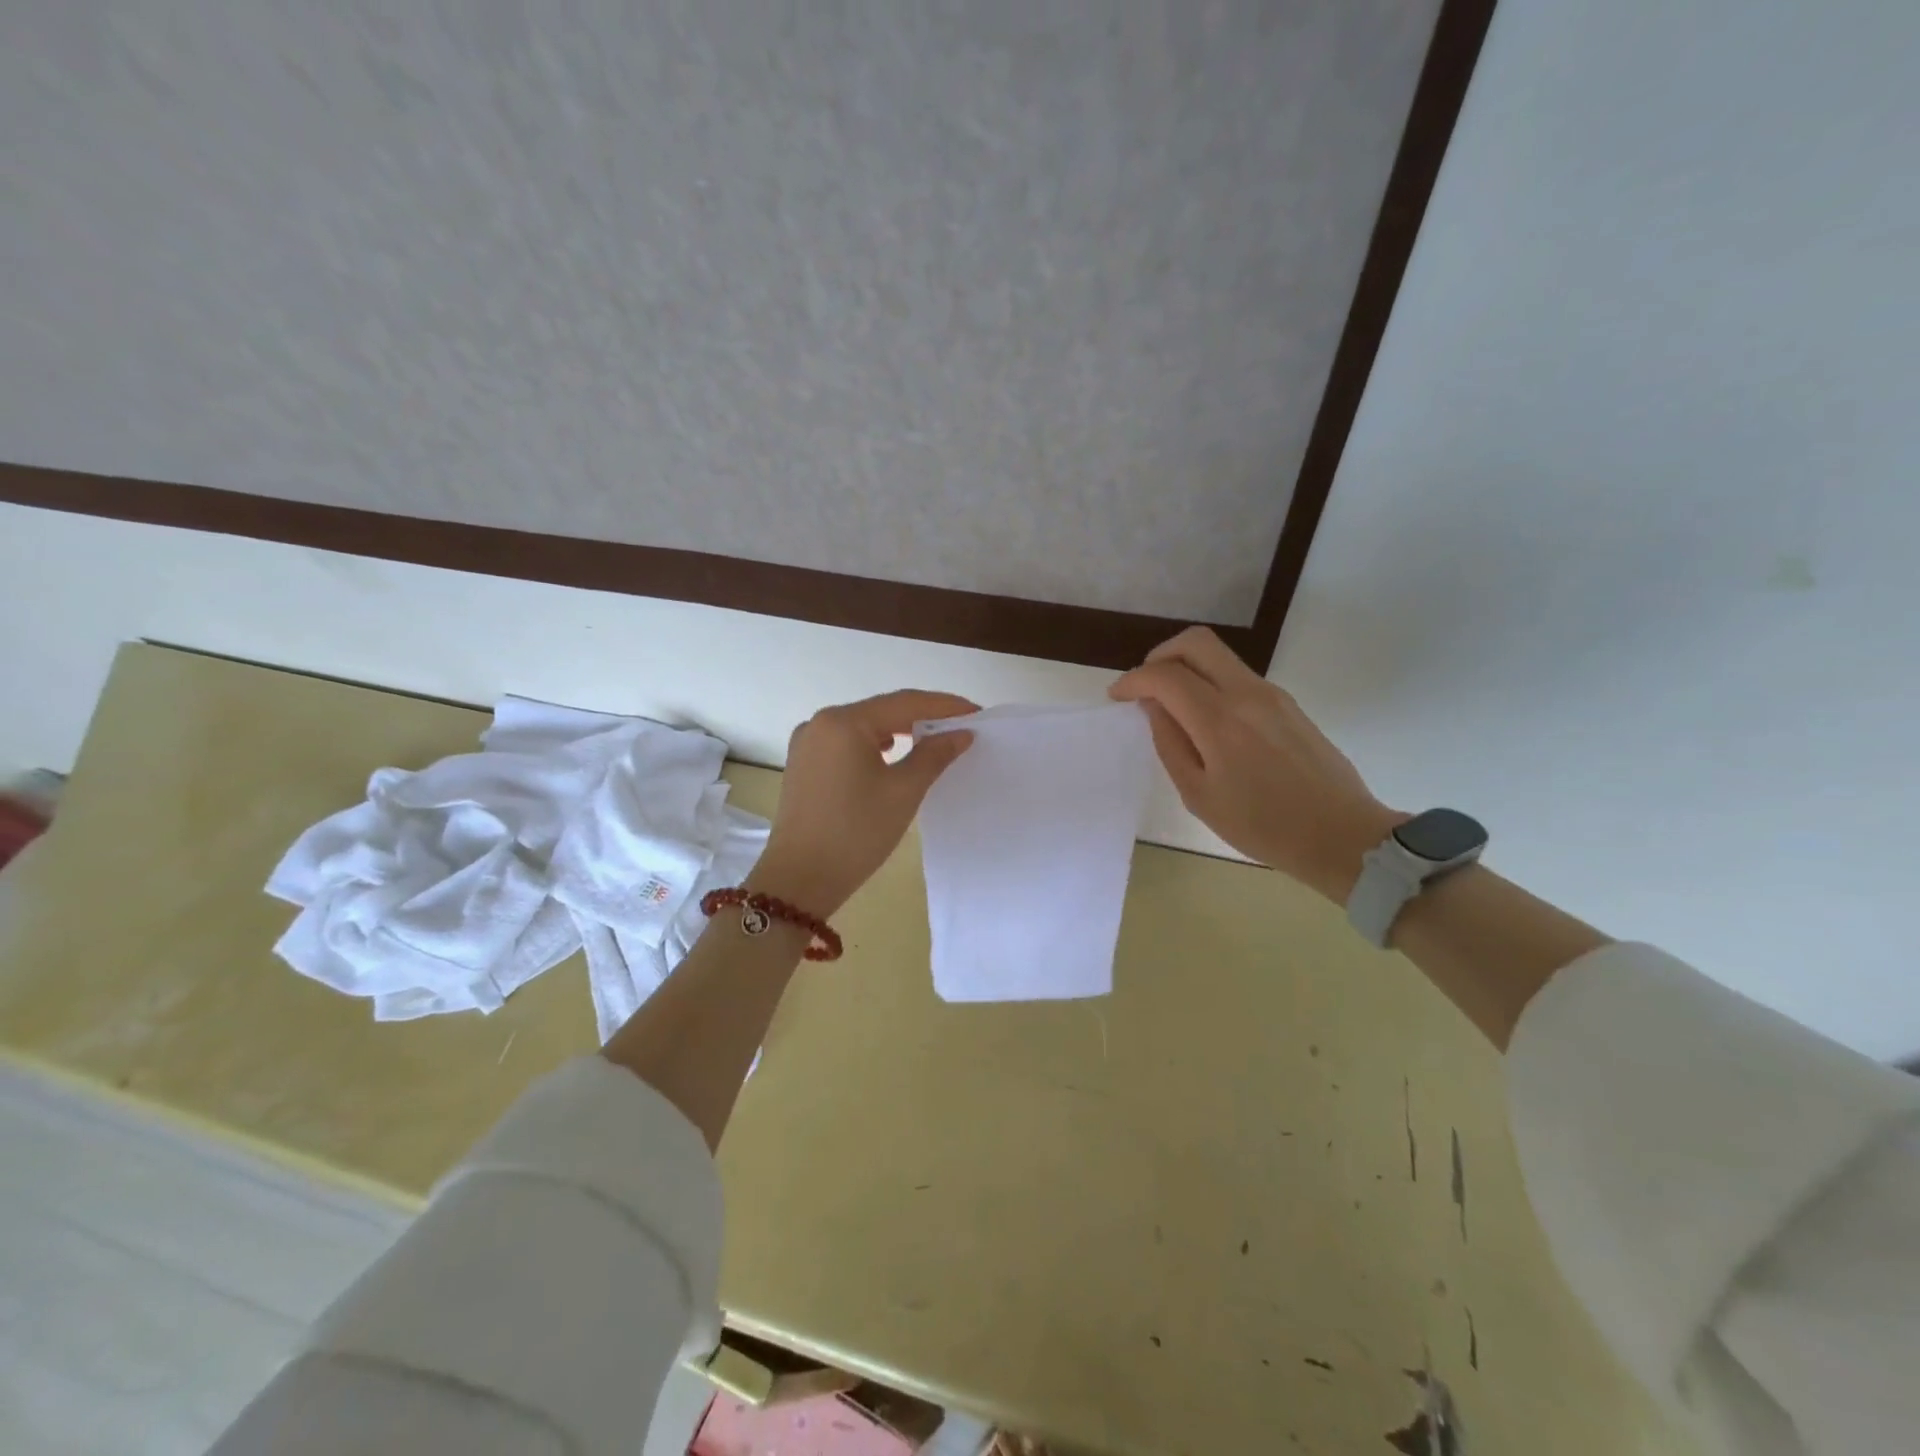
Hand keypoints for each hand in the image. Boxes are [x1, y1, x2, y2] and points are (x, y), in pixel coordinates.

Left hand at [747, 690, 978, 915]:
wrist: (800, 879)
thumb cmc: (856, 832)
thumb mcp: (903, 791)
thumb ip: (934, 755)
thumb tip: (960, 733)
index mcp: (843, 722)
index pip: (904, 702)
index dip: (944, 706)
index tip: (977, 712)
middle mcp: (820, 723)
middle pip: (882, 711)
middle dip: (923, 717)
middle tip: (961, 727)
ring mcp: (807, 743)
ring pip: (864, 728)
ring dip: (899, 731)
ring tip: (933, 741)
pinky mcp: (804, 765)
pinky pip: (847, 744)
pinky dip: (875, 746)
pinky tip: (893, 755)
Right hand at [1110, 627, 1398, 900]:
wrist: (1342, 835)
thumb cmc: (1263, 826)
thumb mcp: (1199, 795)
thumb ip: (1171, 743)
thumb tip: (1155, 707)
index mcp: (1220, 720)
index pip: (1165, 675)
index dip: (1133, 680)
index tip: (1117, 697)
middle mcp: (1247, 693)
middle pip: (1196, 642)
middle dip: (1160, 656)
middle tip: (1145, 686)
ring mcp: (1273, 694)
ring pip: (1219, 656)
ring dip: (1187, 668)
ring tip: (1173, 708)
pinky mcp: (1288, 704)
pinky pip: (1238, 677)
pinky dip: (1211, 683)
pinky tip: (1206, 721)